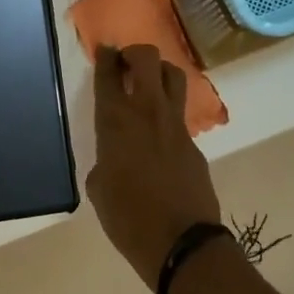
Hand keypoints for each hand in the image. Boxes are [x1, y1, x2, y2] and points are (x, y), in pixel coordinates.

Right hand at [86, 45, 222, 285]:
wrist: (181, 243)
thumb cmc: (127, 219)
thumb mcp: (99, 189)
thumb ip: (105, 160)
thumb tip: (114, 157)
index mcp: (115, 121)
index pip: (108, 74)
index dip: (105, 56)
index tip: (104, 50)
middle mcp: (147, 112)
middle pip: (147, 58)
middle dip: (135, 54)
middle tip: (125, 66)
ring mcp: (175, 124)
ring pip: (173, 75)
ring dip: (159, 72)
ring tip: (148, 86)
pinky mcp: (194, 142)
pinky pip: (180, 112)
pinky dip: (169, 110)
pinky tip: (159, 131)